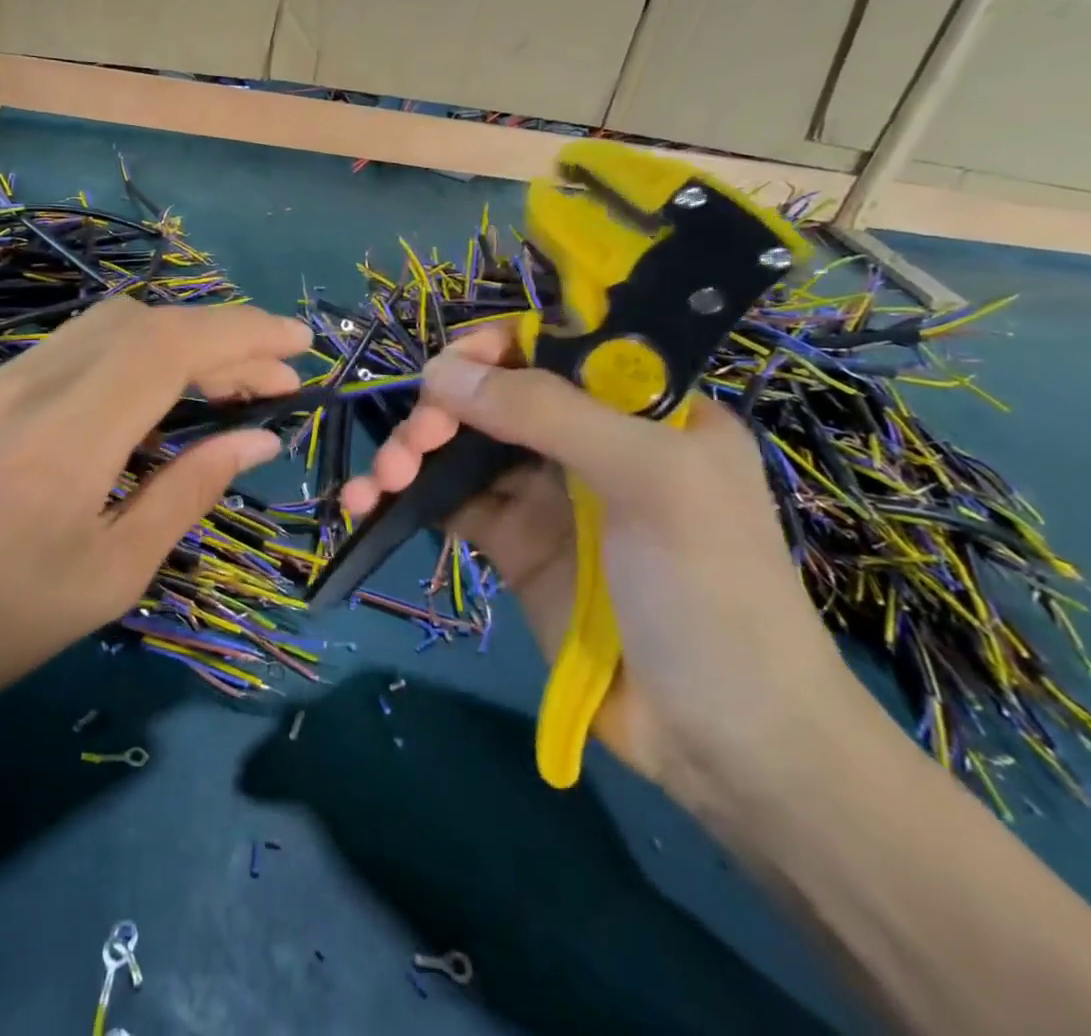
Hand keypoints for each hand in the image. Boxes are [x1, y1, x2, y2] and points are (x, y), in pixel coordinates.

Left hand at [0, 299, 310, 733]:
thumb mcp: (107, 577)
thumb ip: (186, 492)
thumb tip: (256, 438)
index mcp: (67, 437)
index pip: (172, 346)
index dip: (244, 333)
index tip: (302, 345)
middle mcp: (30, 385)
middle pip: (144, 320)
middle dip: (220, 334)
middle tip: (273, 377)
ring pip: (107, 325)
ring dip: (176, 340)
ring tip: (225, 383)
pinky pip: (73, 349)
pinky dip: (131, 355)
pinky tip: (152, 398)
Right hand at [342, 322, 866, 802]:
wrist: (725, 742)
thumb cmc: (710, 590)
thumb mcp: (647, 479)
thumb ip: (547, 412)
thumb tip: (440, 370)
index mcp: (639, 407)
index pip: (553, 348)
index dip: (493, 350)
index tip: (446, 373)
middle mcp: (588, 439)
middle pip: (493, 395)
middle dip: (441, 409)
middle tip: (415, 445)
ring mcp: (546, 493)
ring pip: (460, 445)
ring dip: (411, 451)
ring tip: (381, 484)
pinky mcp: (511, 543)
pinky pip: (447, 500)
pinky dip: (403, 496)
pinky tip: (365, 504)